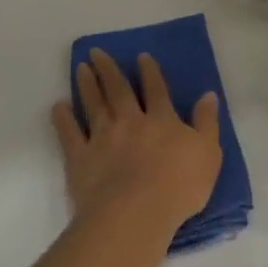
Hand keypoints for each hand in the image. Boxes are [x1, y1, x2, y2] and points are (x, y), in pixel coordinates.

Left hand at [53, 50, 222, 234]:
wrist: (136, 213)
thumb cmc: (180, 185)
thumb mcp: (209, 153)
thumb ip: (207, 122)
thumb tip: (208, 95)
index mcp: (162, 120)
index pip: (156, 90)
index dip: (149, 72)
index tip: (140, 56)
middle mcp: (130, 122)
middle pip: (119, 91)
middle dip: (109, 70)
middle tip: (97, 52)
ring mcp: (102, 139)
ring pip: (94, 105)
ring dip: (87, 85)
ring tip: (80, 67)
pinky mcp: (80, 158)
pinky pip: (69, 134)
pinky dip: (63, 119)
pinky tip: (59, 106)